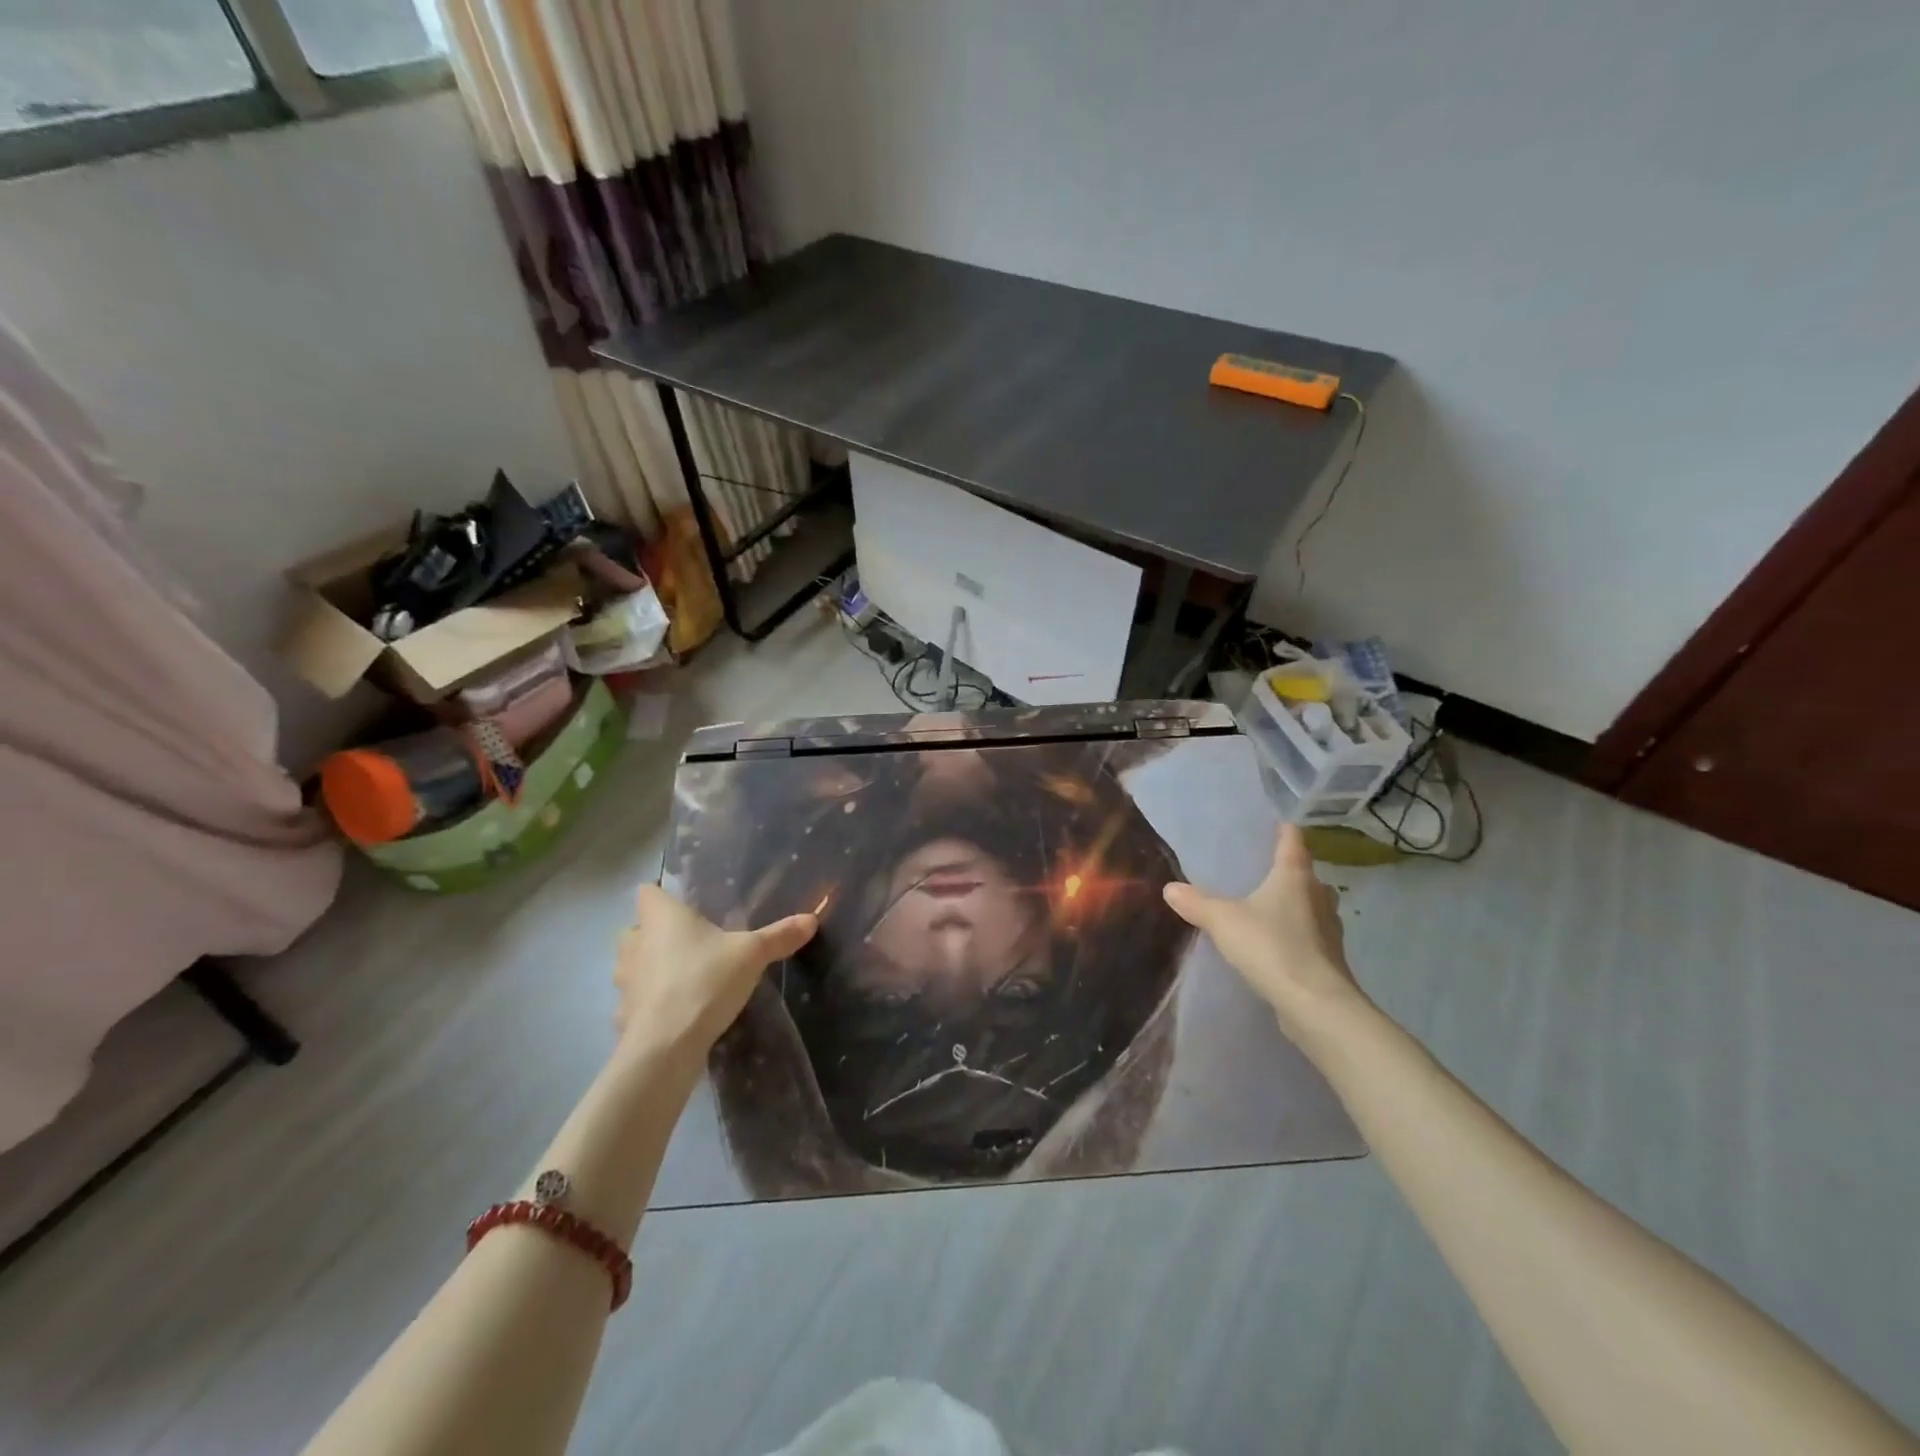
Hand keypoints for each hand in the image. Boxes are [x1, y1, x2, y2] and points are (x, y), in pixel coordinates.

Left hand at [613, 885, 816, 1056]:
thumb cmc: (705, 981)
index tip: (686, 906)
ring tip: (685, 978)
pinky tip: (675, 1014)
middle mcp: (635, 943)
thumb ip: (779, 935)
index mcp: (661, 917)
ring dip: (651, 969)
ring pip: (633, 965)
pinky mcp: (623, 1016)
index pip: (647, 892)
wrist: (667, 1046)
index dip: (662, 895)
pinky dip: (651, 1005)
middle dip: (656, 934)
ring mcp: (624, 981)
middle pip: (637, 928)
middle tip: (692, 942)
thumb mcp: (752, 954)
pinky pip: (636, 1002)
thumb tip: (812, 918)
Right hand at [1163, 824, 1365, 1039]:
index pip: (1293, 840)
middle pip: (1306, 874)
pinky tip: (1276, 943)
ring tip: (1266, 907)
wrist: (1315, 1004)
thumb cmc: (1271, 946)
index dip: (1284, 829)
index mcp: (1295, 876)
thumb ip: (1196, 902)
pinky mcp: (1329, 959)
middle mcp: (1318, 896)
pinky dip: (1296, 933)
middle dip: (1288, 871)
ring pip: (1311, 906)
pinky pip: (1310, 935)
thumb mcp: (1223, 920)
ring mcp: (1329, 929)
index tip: (1275, 823)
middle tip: (1262, 870)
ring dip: (1294, 904)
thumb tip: (1170, 888)